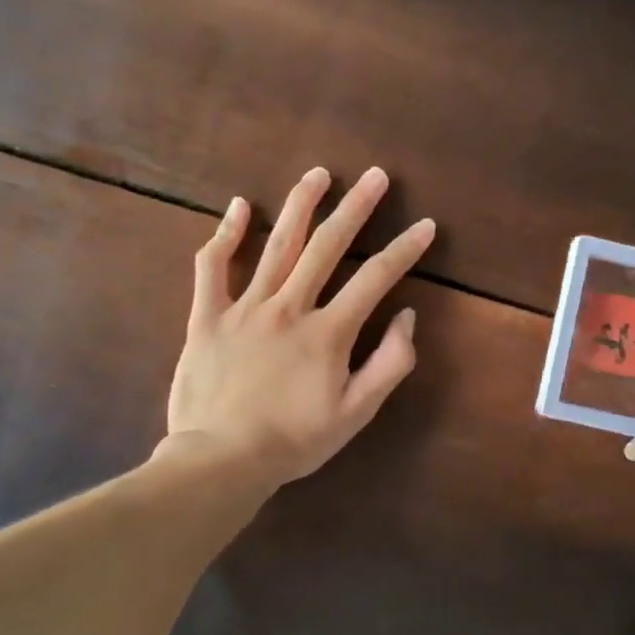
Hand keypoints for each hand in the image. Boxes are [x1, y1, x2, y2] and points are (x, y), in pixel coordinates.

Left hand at [164, 167, 435, 490]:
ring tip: (318, 173)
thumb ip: (389, 364)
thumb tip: (407, 317)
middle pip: (328, 246)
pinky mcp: (208, 317)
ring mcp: (245, 308)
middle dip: (356, 207)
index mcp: (328, 332)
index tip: (426, 225)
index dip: (405, 250)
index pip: (376, 278)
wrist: (220, 461)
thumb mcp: (356, 413)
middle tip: (376, 176)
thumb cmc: (294, 440)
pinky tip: (237, 206)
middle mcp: (290, 307)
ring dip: (300, 205)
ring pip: (276, 245)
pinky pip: (213, 267)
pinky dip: (224, 234)